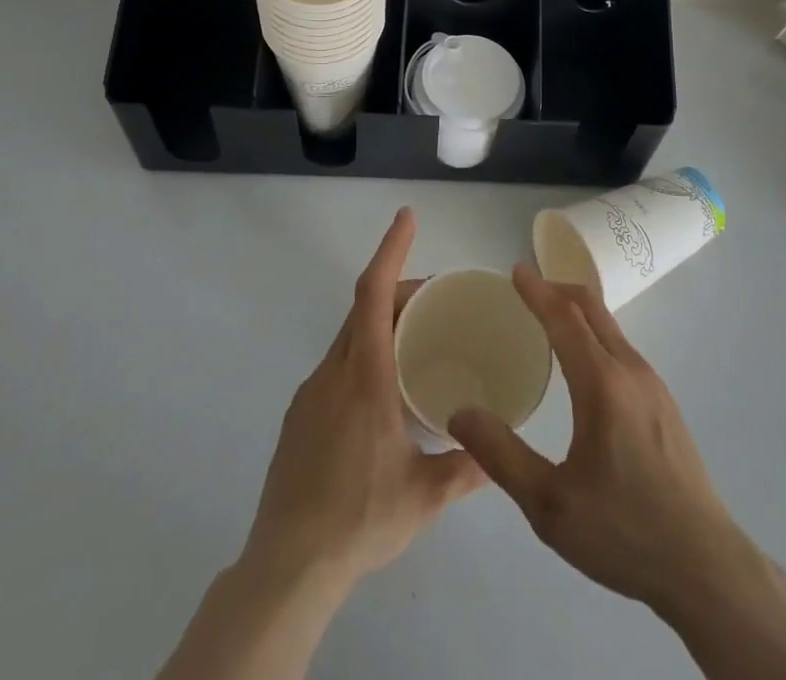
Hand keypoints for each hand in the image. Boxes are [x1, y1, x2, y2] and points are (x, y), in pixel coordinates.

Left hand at [240, 207, 484, 592]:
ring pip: (349, 337)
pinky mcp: (298, 417)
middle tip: (437, 298)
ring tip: (417, 343)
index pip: (373, 294)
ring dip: (381, 323)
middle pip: (364, 308)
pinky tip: (382, 394)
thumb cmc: (360, 519)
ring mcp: (310, 394)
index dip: (391, 250)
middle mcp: (333, 373)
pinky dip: (363, 354)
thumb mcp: (424, 496)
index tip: (406, 217)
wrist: (285, 568)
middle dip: (399, 289)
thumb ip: (467, 469)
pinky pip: (336, 365)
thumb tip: (500, 452)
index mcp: (365, 377)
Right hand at [447, 267, 742, 612]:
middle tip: (528, 289)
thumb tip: (460, 414)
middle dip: (558, 289)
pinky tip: (584, 367)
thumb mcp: (549, 504)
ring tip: (549, 324)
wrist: (705, 566)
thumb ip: (501, 455)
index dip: (538, 291)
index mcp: (602, 384)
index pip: (564, 318)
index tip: (516, 271)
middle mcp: (630, 370)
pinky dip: (596, 336)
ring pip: (611, 329)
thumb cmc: (623, 532)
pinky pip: (623, 350)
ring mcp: (654, 385)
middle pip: (592, 309)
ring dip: (579, 313)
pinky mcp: (665, 404)